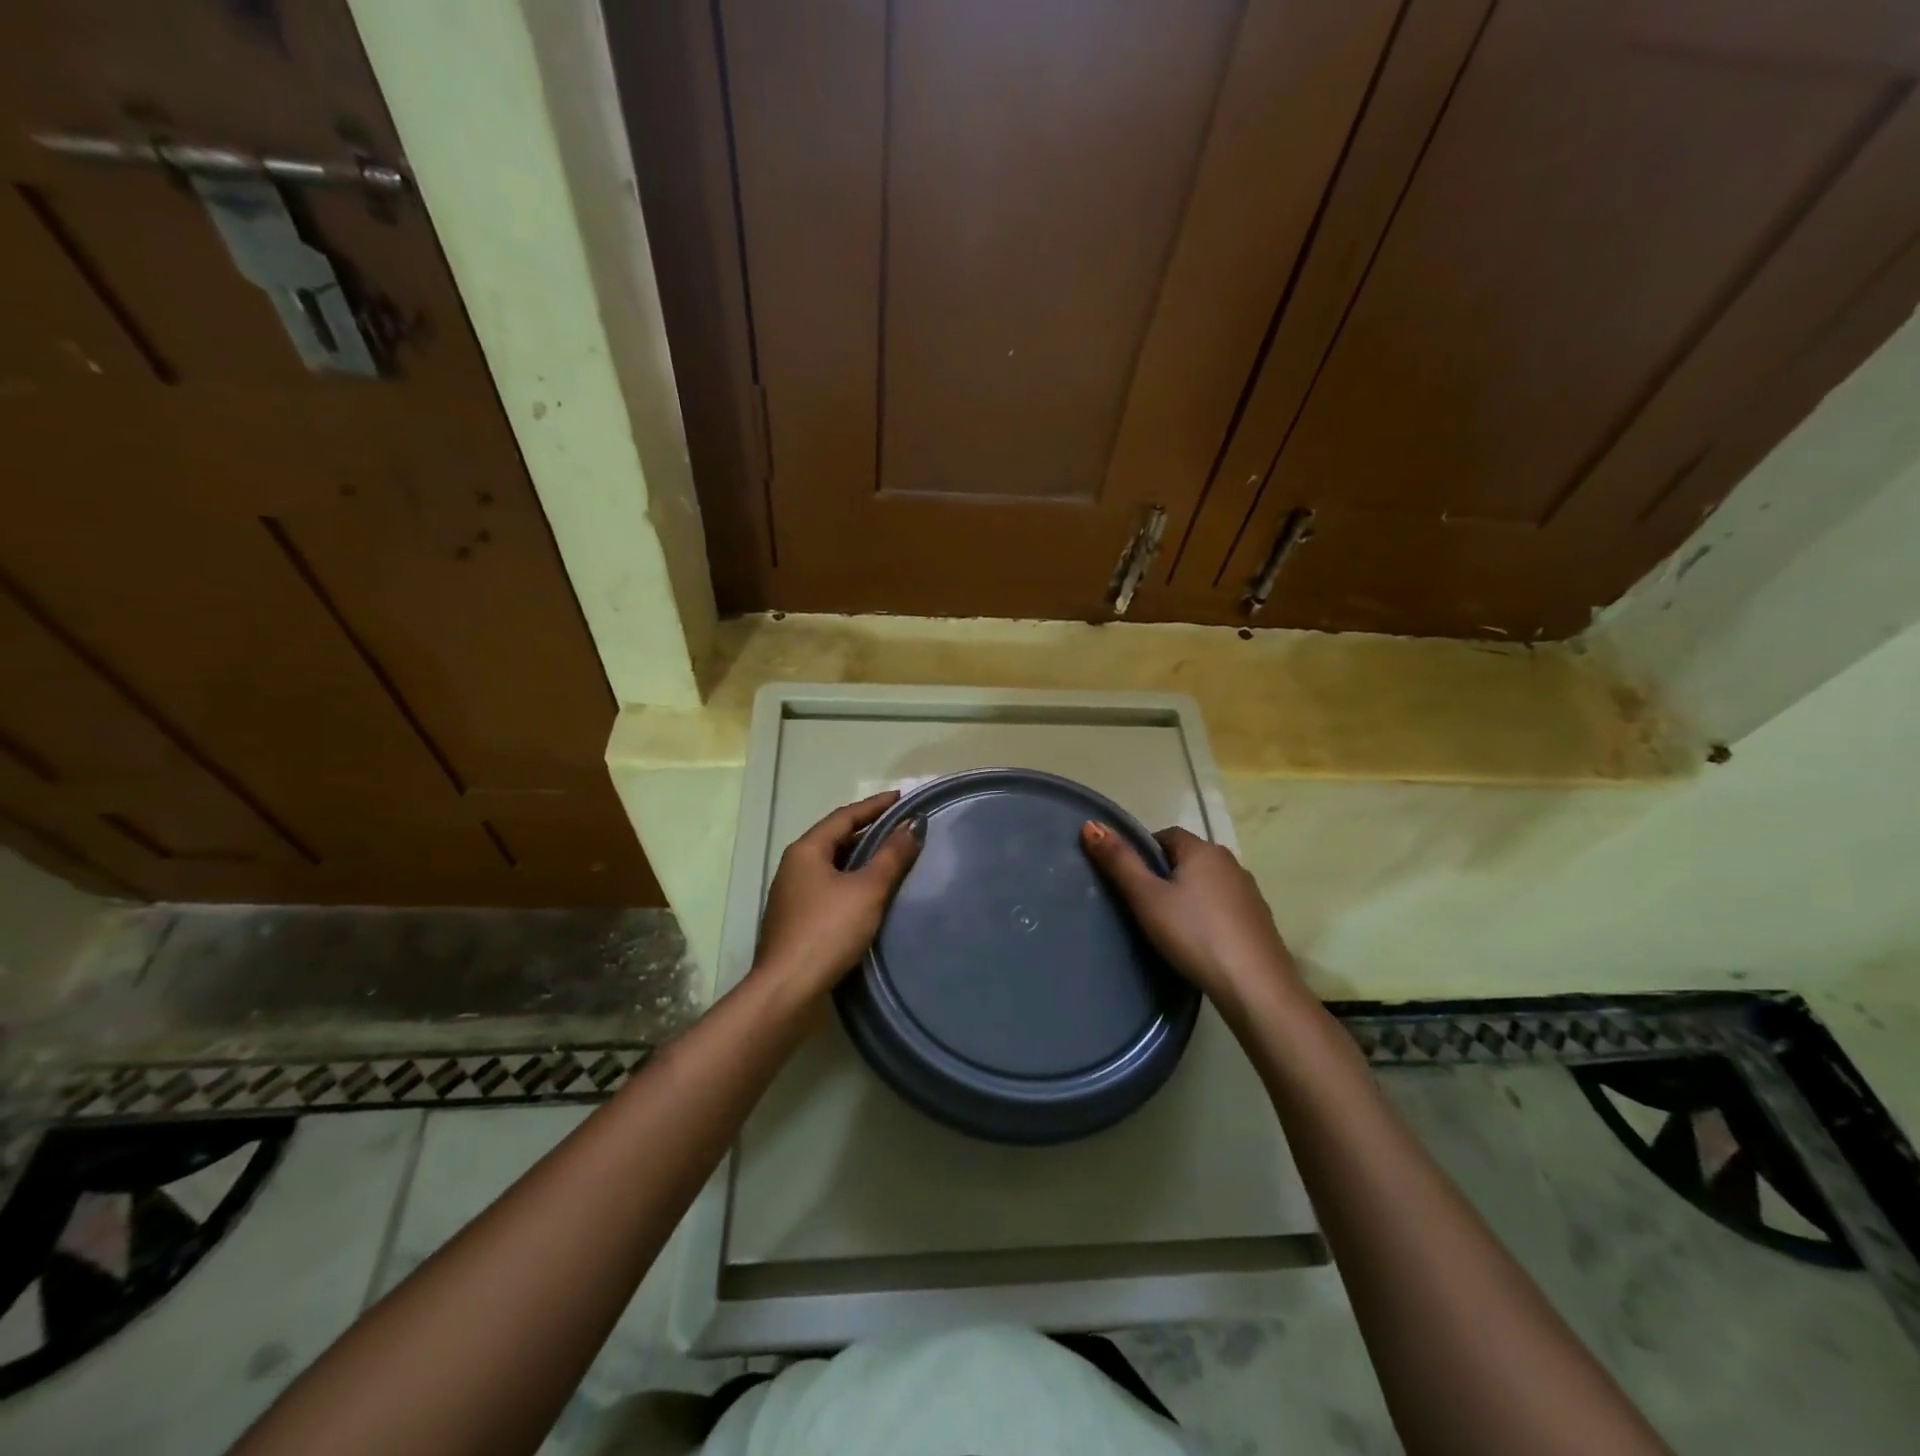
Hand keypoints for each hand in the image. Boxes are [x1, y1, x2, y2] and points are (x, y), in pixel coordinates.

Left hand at [755, 790, 923, 997]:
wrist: (788, 990)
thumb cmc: (828, 931)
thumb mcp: (867, 889)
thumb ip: (892, 855)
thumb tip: (914, 824)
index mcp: (806, 850)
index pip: (845, 816)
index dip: (875, 805)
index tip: (902, 798)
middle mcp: (794, 866)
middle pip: (836, 838)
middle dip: (869, 830)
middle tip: (901, 827)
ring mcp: (793, 895)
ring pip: (833, 865)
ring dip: (861, 857)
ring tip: (893, 856)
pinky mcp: (797, 920)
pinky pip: (830, 887)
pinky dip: (853, 881)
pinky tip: (872, 893)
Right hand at [1080, 822, 1301, 1012]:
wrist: (1255, 986)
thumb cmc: (1194, 934)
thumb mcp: (1147, 898)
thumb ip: (1119, 862)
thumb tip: (1091, 823)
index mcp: (1203, 850)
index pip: (1166, 835)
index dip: (1144, 853)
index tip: (1130, 881)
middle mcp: (1230, 863)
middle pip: (1188, 858)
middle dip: (1165, 874)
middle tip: (1144, 906)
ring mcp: (1249, 892)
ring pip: (1208, 883)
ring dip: (1189, 895)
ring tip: (1169, 926)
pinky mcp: (1259, 920)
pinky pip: (1224, 906)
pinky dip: (1209, 915)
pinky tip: (1199, 941)